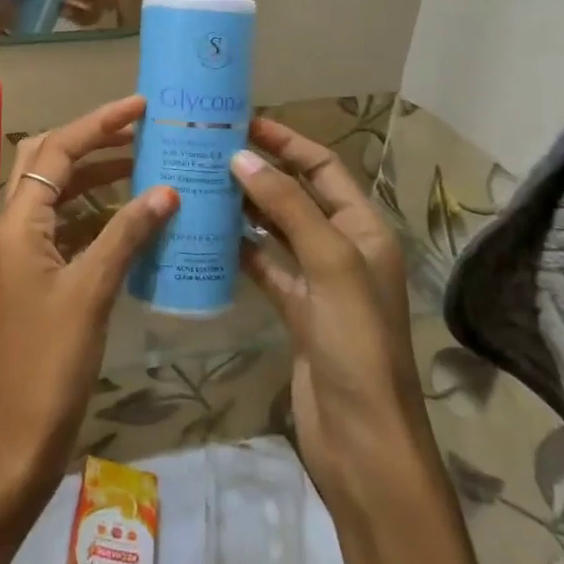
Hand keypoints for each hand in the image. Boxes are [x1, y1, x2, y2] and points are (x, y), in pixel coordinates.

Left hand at [0, 96, 177, 492]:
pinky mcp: (34, 275)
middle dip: (92, 141)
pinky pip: (65, 226)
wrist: (20, 434)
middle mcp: (12, 227)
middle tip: (140, 129)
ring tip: (143, 163)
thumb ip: (127, 234)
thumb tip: (167, 190)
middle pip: (47, 162)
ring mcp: (21, 252)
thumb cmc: (52, 361)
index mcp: (17, 223)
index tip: (140, 105)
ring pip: (56, 194)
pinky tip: (131, 216)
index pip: (56, 152)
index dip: (98, 124)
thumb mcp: (93, 291)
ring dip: (95, 175)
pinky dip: (95, 212)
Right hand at [232, 118, 432, 518]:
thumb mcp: (329, 265)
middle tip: (208, 150)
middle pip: (297, 194)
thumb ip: (287, 208)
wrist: (362, 439)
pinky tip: (206, 235)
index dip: (287, 142)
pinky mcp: (295, 310)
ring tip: (200, 184)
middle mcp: (342, 248)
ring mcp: (317, 282)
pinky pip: (263, 266)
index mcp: (363, 230)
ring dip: (244, 207)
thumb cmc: (356, 343)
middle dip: (259, 170)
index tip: (241, 123)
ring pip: (276, 229)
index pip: (323, 168)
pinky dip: (238, 248)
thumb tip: (241, 157)